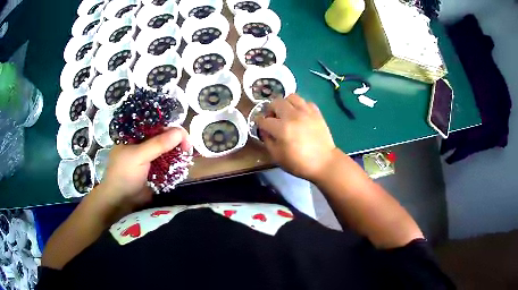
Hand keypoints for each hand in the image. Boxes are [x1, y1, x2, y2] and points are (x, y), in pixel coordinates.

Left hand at [99, 127, 190, 207]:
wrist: (121, 201)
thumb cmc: (124, 174)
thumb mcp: (139, 156)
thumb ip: (158, 144)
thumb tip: (181, 132)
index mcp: (135, 134)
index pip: (155, 124)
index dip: (170, 127)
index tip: (183, 136)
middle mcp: (142, 142)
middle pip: (163, 136)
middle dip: (176, 140)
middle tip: (188, 148)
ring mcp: (149, 156)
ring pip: (167, 149)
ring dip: (177, 152)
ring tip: (187, 157)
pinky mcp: (154, 169)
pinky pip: (167, 162)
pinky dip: (175, 163)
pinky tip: (182, 164)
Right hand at [256, 94, 338, 181]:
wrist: (324, 163)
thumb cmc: (299, 163)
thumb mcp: (277, 157)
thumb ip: (268, 141)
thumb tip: (264, 130)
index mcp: (282, 129)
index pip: (264, 120)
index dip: (259, 122)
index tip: (260, 125)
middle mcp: (293, 116)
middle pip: (276, 102)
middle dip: (271, 109)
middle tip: (273, 118)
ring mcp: (306, 112)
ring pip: (291, 97)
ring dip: (285, 104)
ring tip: (287, 113)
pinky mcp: (316, 113)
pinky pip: (305, 102)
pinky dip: (300, 106)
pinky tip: (300, 115)